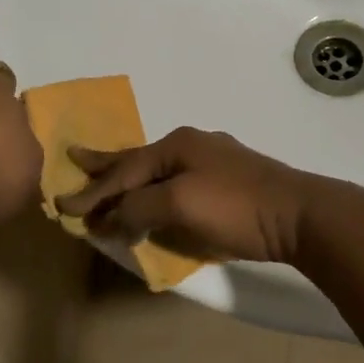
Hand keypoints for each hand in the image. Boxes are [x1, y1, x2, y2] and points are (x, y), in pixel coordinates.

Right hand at [55, 126, 317, 264]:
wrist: (301, 215)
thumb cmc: (236, 205)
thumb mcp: (179, 204)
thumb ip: (139, 207)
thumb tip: (112, 217)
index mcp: (176, 144)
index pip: (124, 170)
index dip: (93, 191)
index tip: (63, 207)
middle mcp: (192, 146)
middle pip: (138, 159)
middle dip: (105, 164)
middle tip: (74, 157)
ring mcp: (213, 161)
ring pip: (159, 171)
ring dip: (131, 179)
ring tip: (109, 179)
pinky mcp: (230, 182)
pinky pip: (178, 183)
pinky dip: (156, 190)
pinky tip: (156, 193)